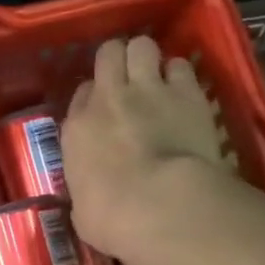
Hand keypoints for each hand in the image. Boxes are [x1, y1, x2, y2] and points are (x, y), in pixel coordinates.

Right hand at [62, 35, 229, 263]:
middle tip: (129, 79)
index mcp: (77, 128)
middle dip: (118, 61)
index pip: (82, 93)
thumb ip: (86, 190)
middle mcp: (109, 98)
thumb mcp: (83, 210)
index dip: (95, 97)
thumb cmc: (113, 219)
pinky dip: (181, 75)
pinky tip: (185, 91)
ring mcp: (149, 90)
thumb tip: (91, 198)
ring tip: (158, 77)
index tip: (105, 110)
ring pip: (142, 46)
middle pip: (109, 54)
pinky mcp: (187, 93)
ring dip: (149, 59)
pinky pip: (181, 66)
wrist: (160, 205)